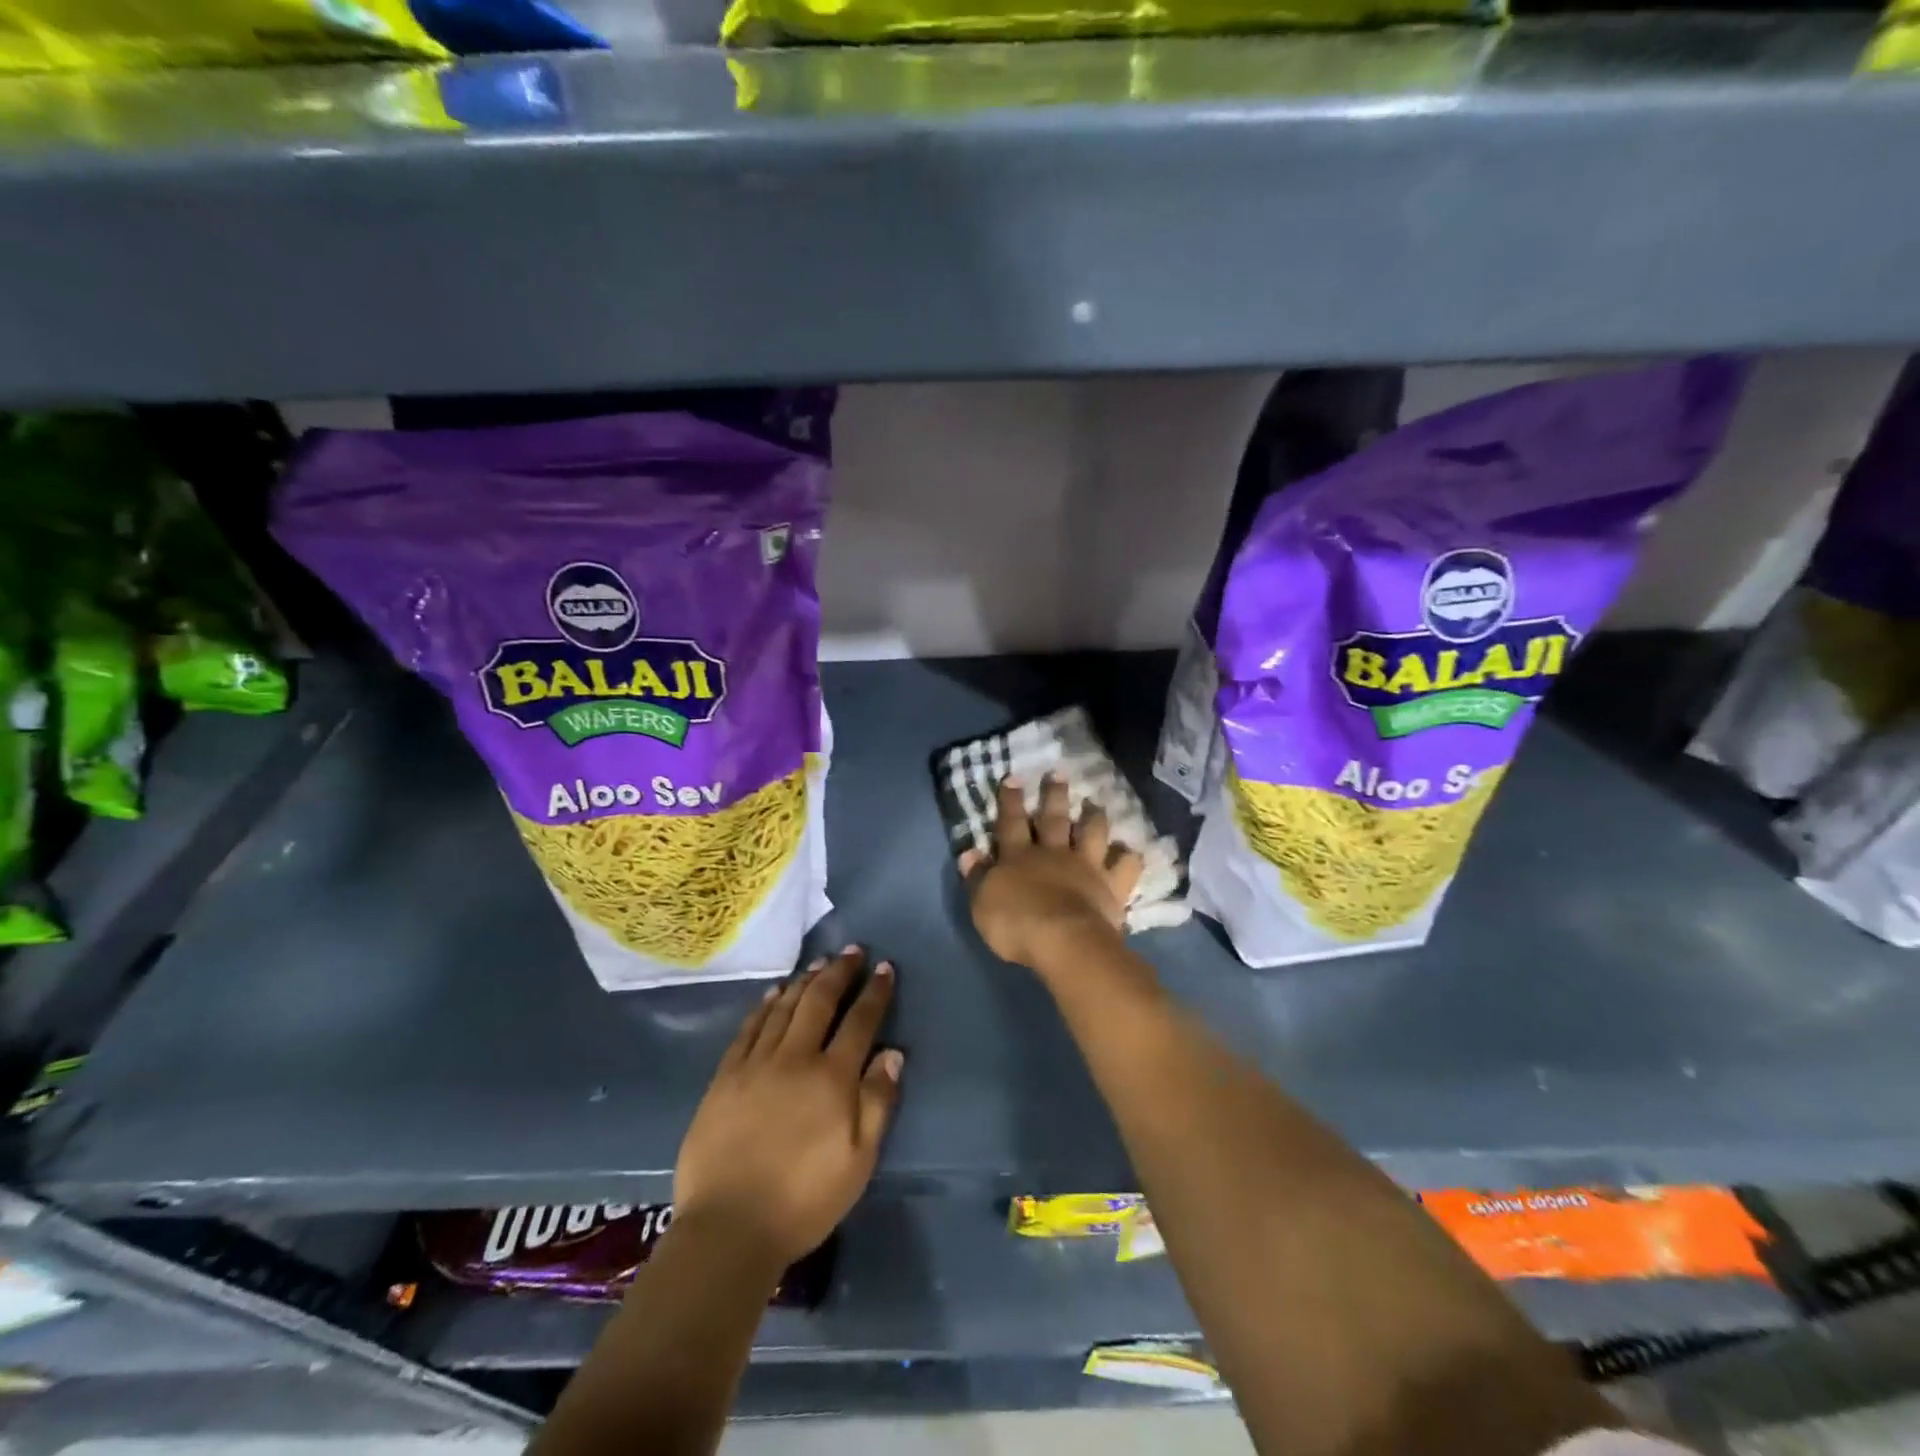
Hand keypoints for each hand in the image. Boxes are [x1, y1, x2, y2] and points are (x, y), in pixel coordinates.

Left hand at [674, 948, 901, 1270]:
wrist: (729, 1228)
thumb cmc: (804, 1199)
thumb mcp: (859, 1160)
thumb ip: (878, 1101)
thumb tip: (893, 1052)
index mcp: (832, 1078)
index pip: (860, 1021)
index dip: (875, 992)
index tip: (884, 968)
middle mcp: (795, 1058)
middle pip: (820, 1002)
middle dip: (839, 972)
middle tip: (852, 950)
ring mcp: (756, 1064)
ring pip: (784, 1008)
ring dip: (805, 981)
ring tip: (819, 963)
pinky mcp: (725, 1077)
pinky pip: (749, 1028)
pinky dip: (765, 1005)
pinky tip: (774, 993)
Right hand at [958, 774, 1142, 973]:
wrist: (1064, 941)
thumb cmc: (1016, 925)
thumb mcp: (982, 904)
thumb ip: (977, 877)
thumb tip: (969, 853)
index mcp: (1019, 857)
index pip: (1011, 822)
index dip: (1010, 800)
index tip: (1013, 778)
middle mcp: (1053, 854)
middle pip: (1054, 819)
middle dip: (1054, 795)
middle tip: (1058, 774)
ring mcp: (1086, 867)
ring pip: (1092, 833)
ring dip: (1094, 817)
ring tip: (1096, 804)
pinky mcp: (1111, 886)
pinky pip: (1124, 866)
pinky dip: (1129, 857)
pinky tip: (1132, 851)